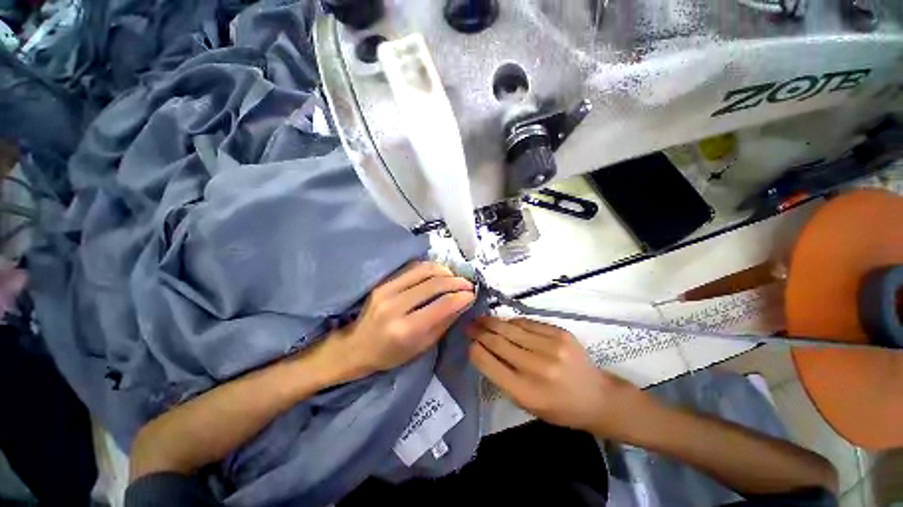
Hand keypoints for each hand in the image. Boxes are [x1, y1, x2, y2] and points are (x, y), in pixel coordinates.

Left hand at [325, 262, 474, 380]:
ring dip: (444, 271)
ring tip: (454, 277)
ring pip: (424, 269)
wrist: (356, 346)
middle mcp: (395, 305)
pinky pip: (412, 268)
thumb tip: (463, 302)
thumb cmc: (391, 354)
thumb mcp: (422, 346)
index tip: (472, 294)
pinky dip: (430, 268)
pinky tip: (438, 274)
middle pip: (434, 283)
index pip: (441, 305)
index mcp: (405, 329)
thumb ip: (443, 322)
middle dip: (456, 281)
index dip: (461, 297)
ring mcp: (386, 290)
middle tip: (467, 284)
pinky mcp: (383, 282)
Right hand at [467, 317, 653, 437]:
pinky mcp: (560, 333)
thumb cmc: (557, 407)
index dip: (475, 349)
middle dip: (480, 331)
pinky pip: (527, 323)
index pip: (489, 363)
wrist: (596, 397)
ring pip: (511, 328)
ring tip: (481, 318)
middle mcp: (537, 367)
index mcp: (525, 392)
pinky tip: (505, 322)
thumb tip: (481, 349)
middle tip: (469, 324)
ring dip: (492, 322)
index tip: (468, 342)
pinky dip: (513, 322)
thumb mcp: (526, 404)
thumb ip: (502, 377)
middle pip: (498, 341)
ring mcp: (551, 347)